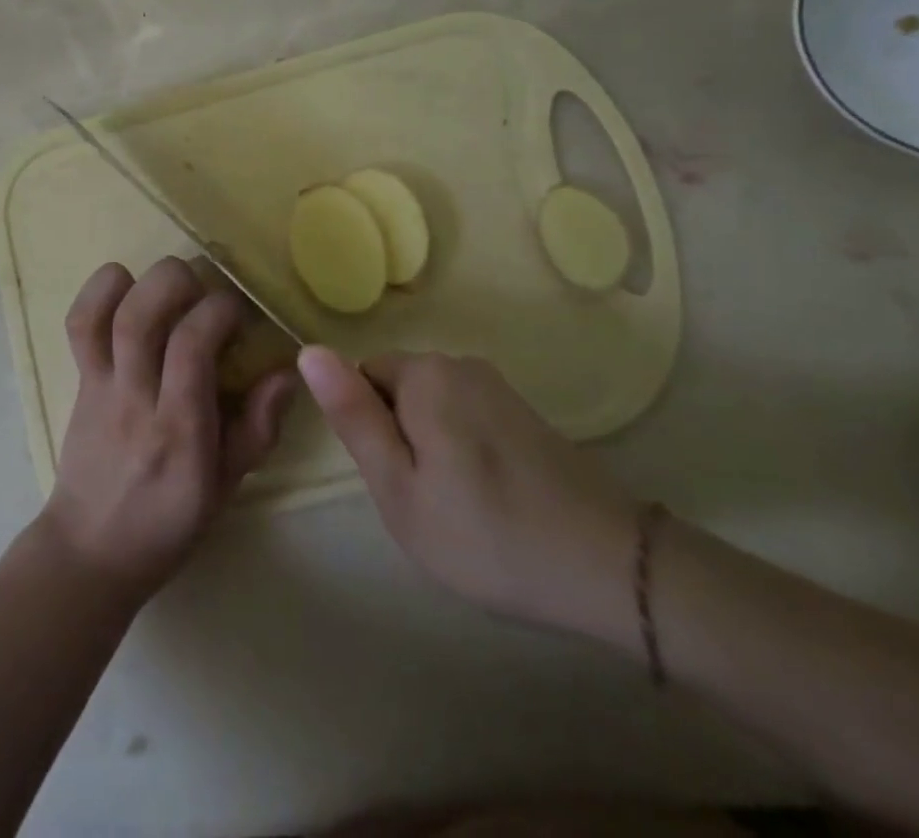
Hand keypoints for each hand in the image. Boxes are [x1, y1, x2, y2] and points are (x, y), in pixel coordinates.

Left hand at [37, 259, 296, 598]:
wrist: (90, 550)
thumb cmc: (168, 522)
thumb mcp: (226, 486)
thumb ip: (257, 428)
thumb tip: (286, 372)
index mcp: (178, 430)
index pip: (191, 346)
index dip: (219, 310)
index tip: (240, 313)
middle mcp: (135, 399)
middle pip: (139, 317)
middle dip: (178, 282)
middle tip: (204, 288)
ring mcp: (100, 386)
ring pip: (105, 315)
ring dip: (138, 280)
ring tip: (169, 283)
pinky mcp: (79, 380)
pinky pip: (78, 325)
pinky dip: (97, 292)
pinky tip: (124, 285)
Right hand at [297, 347, 639, 640]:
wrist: (610, 568)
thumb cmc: (486, 535)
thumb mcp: (399, 488)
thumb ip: (352, 416)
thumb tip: (308, 351)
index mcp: (424, 373)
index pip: (362, 376)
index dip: (369, 429)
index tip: (396, 479)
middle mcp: (459, 363)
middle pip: (398, 388)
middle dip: (399, 436)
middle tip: (424, 500)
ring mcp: (497, 385)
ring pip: (431, 405)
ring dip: (431, 445)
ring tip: (458, 505)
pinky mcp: (524, 410)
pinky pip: (466, 416)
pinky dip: (464, 449)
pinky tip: (491, 498)